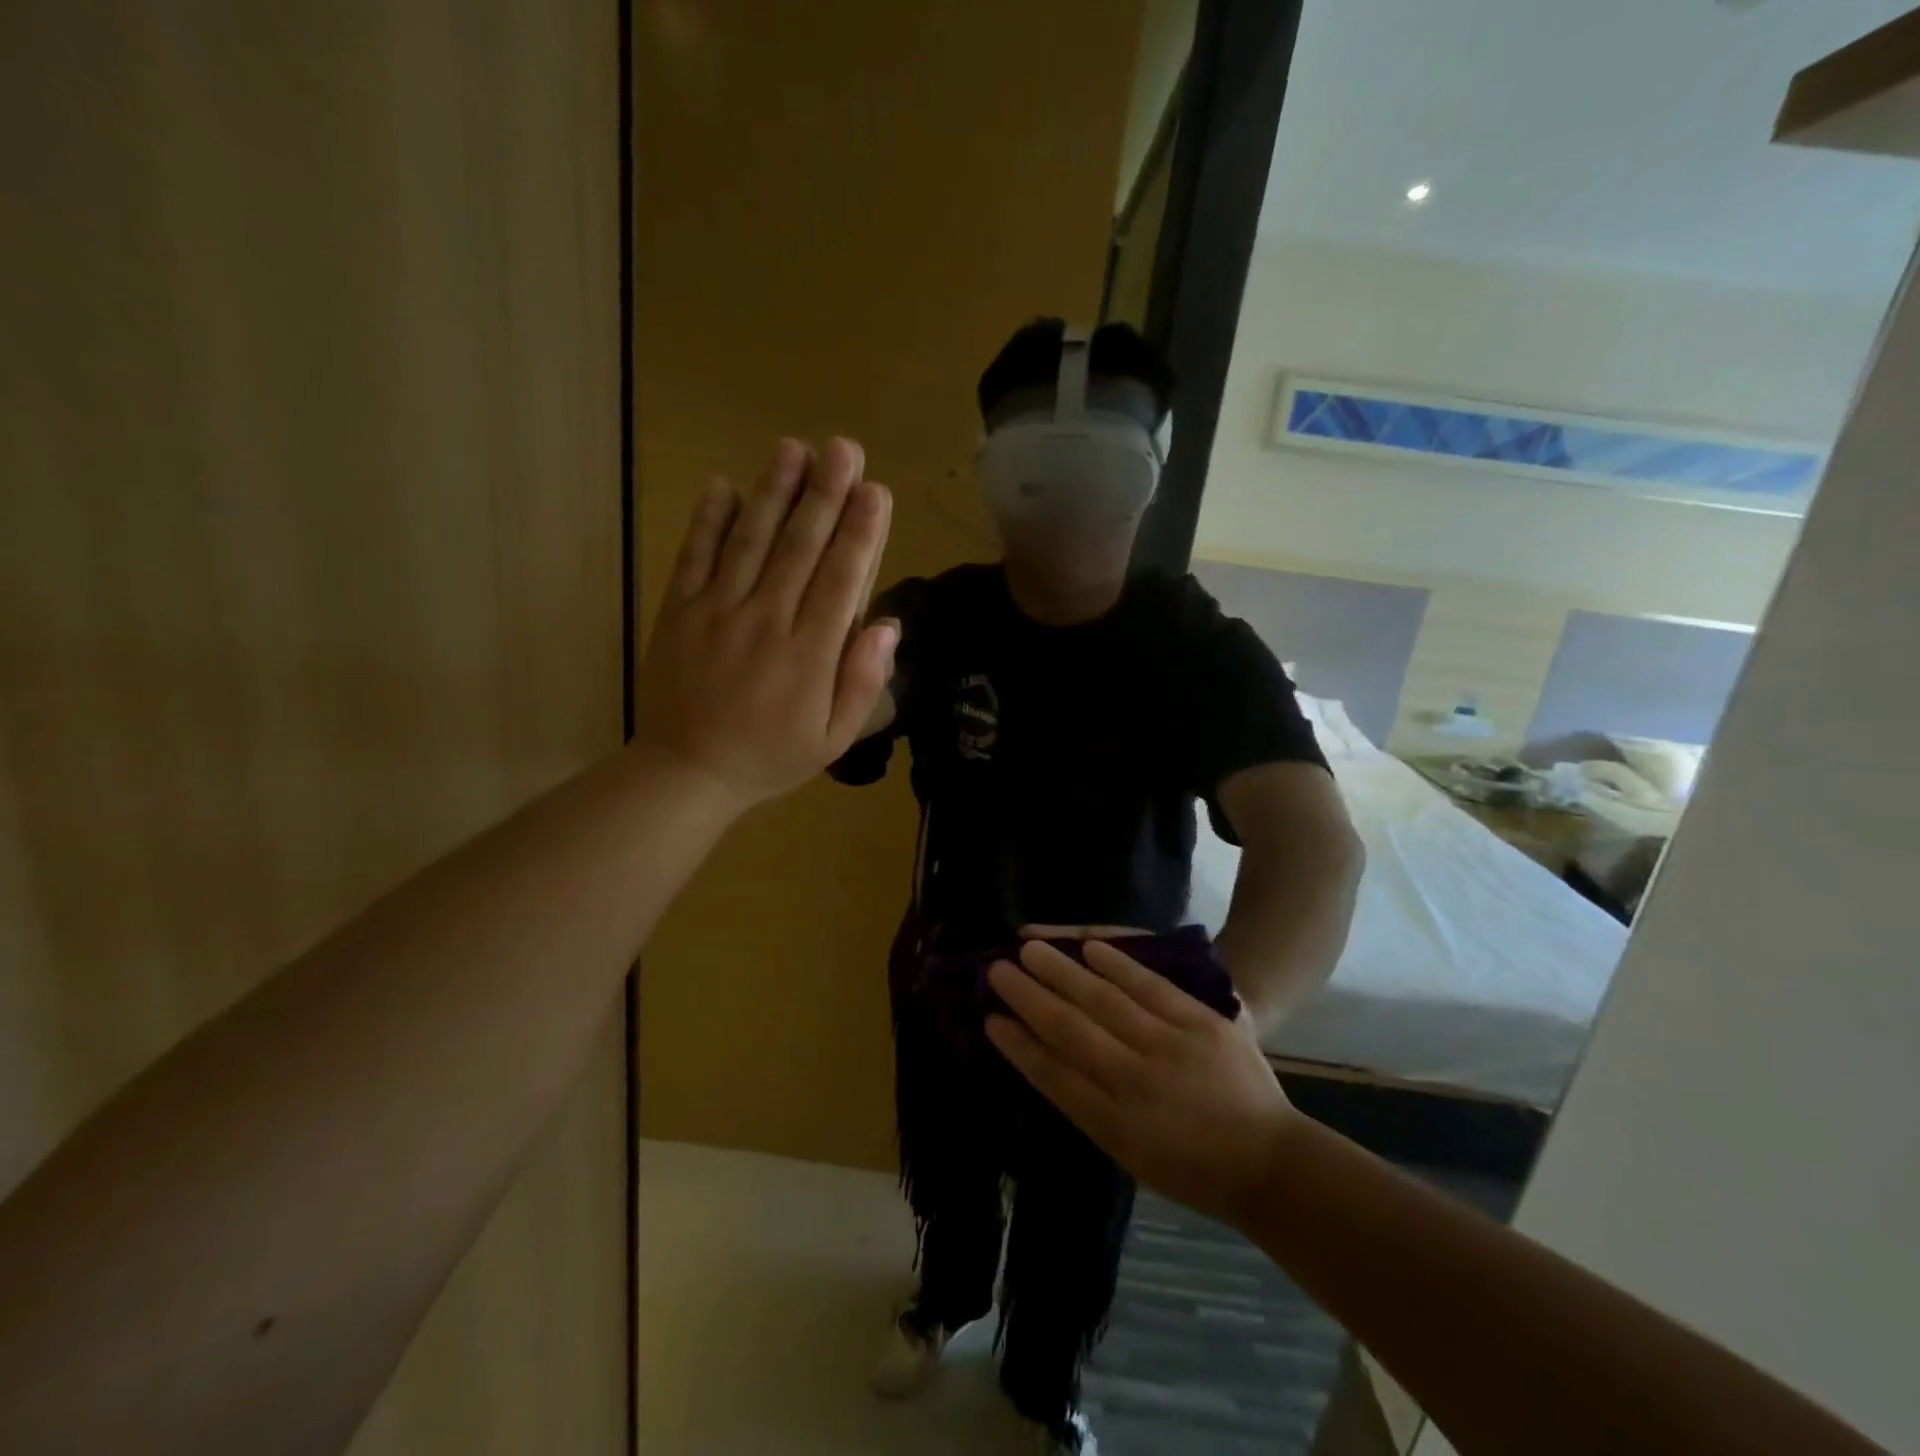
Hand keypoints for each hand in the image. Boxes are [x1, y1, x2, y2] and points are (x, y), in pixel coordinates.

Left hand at [633, 437, 895, 809]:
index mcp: (809, 655)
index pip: (842, 581)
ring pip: (750, 541)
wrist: (687, 772)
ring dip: (773, 491)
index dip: (860, 533)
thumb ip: (862, 683)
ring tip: (793, 448)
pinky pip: (694, 557)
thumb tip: (888, 626)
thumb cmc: (771, 756)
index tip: (876, 491)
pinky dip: (708, 521)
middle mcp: (766, 622)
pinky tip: (723, 485)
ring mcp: (717, 612)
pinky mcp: (679, 611)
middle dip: (825, 494)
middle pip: (800, 548)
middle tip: (843, 447)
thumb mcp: (833, 738)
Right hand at [985, 939, 1301, 1231]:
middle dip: (1028, 998)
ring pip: (1103, 1001)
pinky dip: (1117, 964)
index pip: (1052, 1076)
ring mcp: (1170, 1049)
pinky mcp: (1201, 1024)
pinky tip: (1088, 947)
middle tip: (996, 970)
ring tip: (1029, 948)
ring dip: (1062, 972)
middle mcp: (1135, 1084)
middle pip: (1070, 1030)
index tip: (990, 1019)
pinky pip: (1150, 987)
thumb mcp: (1130, 1155)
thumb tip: (1046, 1059)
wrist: (1271, 1162)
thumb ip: (1089, 1107)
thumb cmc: (1192, 1170)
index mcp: (1113, 1126)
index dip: (1018, 1046)